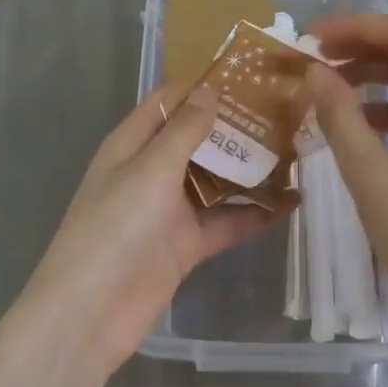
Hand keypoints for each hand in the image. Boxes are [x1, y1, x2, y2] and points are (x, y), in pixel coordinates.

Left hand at [20, 83, 280, 379]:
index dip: (202, 85)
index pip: (169, 102)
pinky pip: (226, 221)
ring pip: (216, 179)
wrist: (91, 314)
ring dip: (249, 167)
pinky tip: (291, 201)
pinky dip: (255, 212)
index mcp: (132, 144)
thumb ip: (184, 131)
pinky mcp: (187, 245)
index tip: (248, 72)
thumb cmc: (114, 228)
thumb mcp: (150, 169)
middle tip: (286, 109)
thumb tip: (210, 89)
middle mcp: (152, 171)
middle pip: (197, 139)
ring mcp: (170, 209)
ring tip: (297, 148)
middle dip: (235, 125)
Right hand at [305, 15, 387, 351]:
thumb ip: (340, 118)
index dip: (361, 26)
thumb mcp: (371, 179)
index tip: (315, 38)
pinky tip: (355, 125)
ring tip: (328, 85)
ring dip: (374, 73)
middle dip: (366, 44)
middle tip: (319, 56)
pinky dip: (386, 105)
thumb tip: (315, 71)